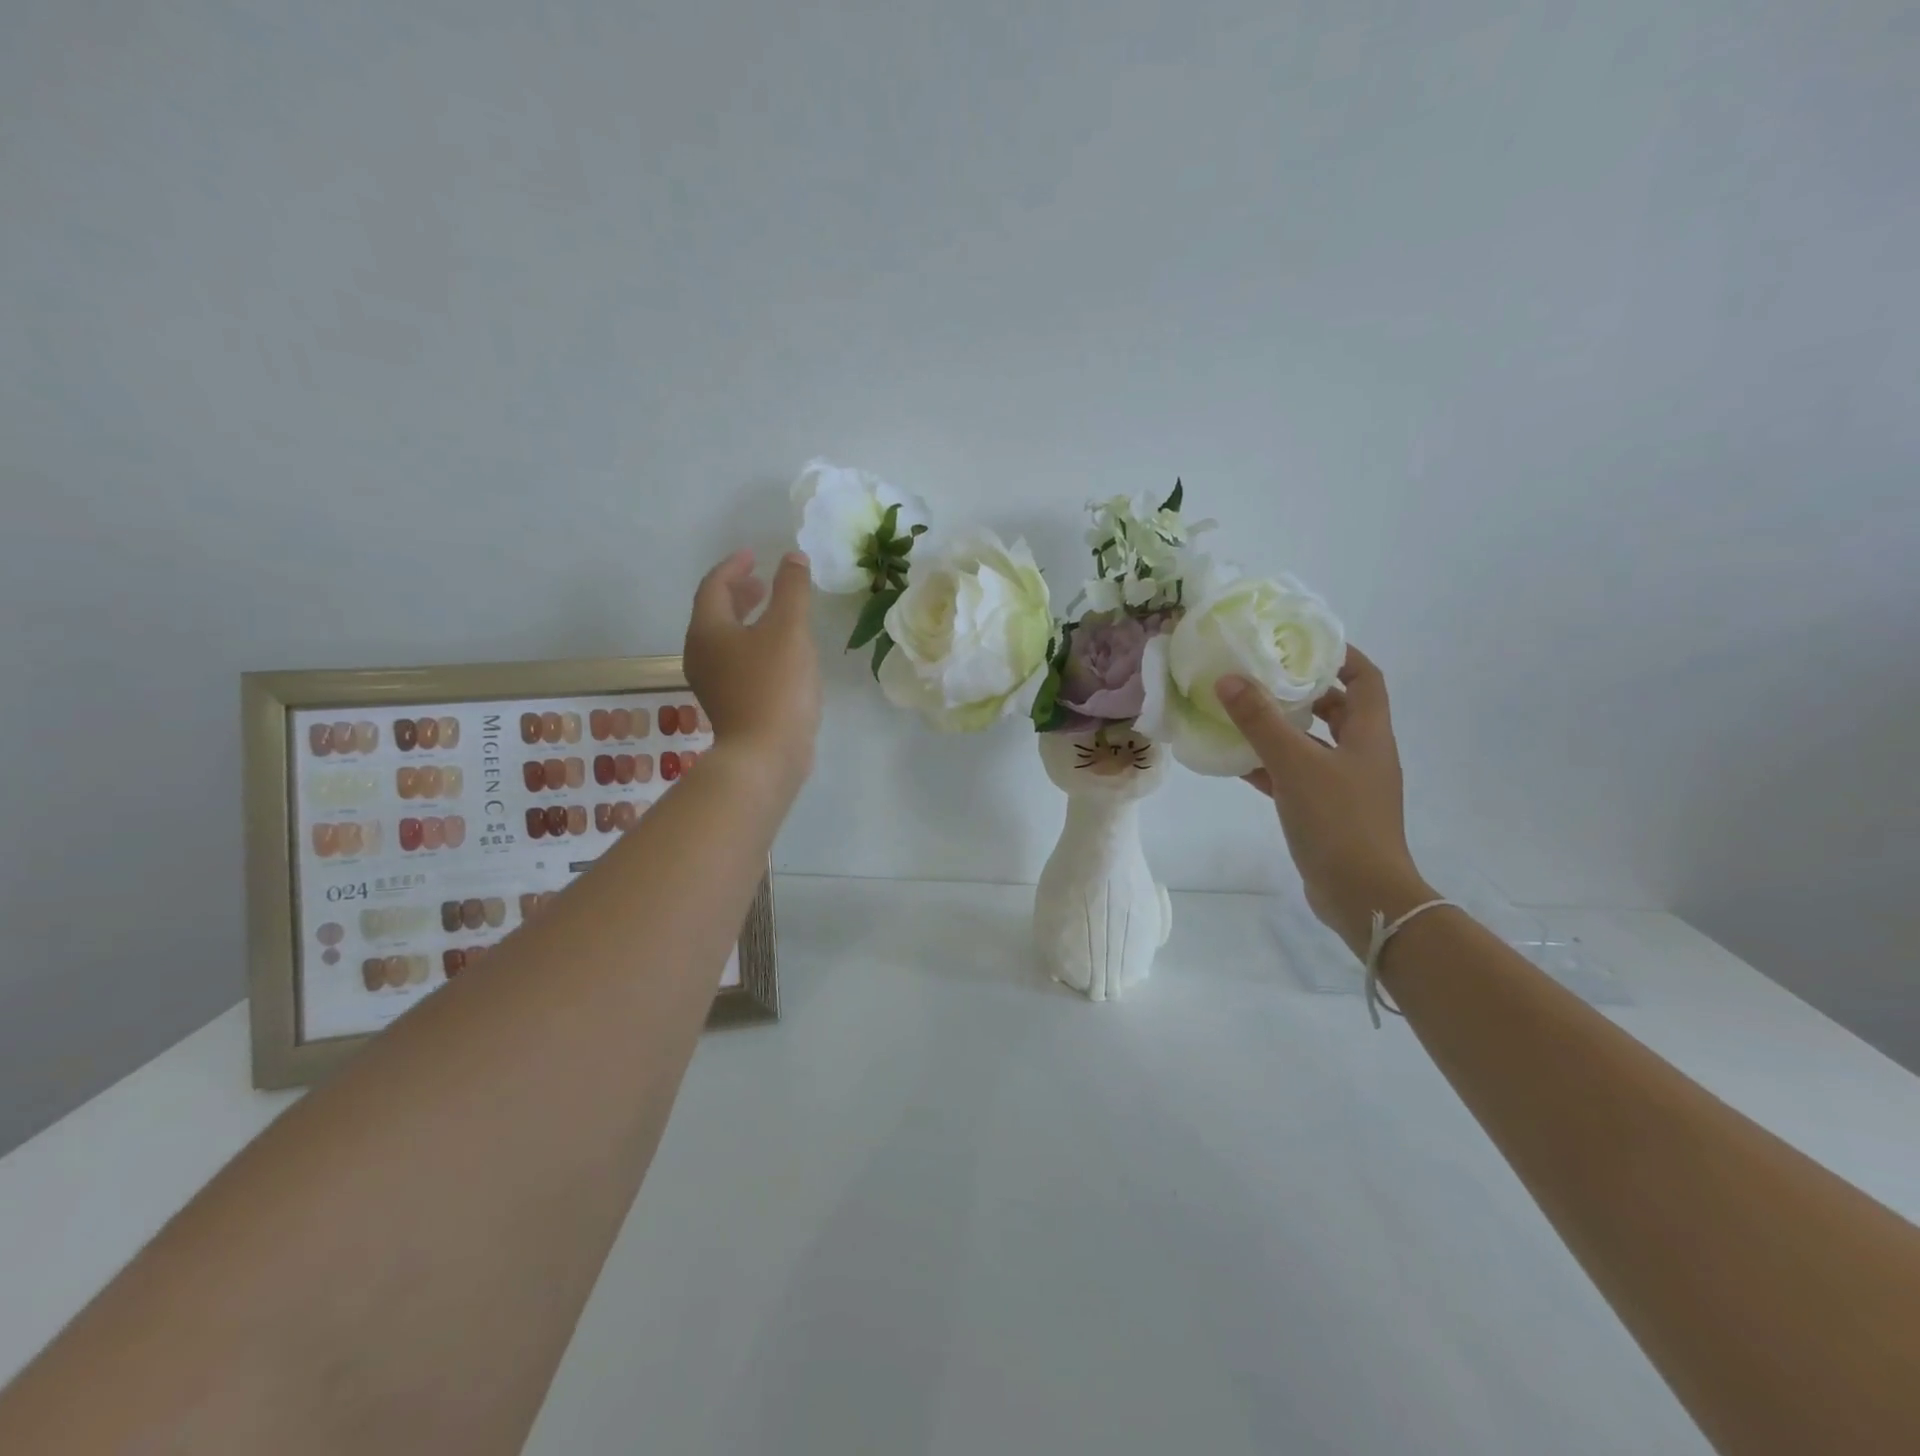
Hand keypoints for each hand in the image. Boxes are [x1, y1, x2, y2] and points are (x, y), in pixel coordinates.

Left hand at [684, 549, 820, 796]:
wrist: (765, 755)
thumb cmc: (775, 686)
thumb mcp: (789, 629)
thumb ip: (792, 589)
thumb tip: (792, 559)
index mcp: (708, 631)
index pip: (714, 587)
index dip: (734, 567)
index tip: (754, 556)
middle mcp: (701, 654)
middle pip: (715, 614)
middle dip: (739, 594)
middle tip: (763, 582)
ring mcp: (713, 683)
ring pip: (726, 640)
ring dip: (747, 621)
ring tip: (774, 615)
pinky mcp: (729, 705)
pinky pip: (737, 662)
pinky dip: (753, 646)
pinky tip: (779, 654)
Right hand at [1216, 647, 1432, 958]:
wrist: (1362, 894)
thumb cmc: (1338, 820)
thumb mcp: (1296, 764)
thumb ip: (1261, 721)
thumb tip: (1230, 679)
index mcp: (1368, 735)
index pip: (1366, 679)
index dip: (1341, 656)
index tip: (1303, 643)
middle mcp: (1362, 755)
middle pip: (1338, 709)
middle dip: (1303, 691)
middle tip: (1262, 676)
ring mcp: (1345, 785)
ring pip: (1313, 744)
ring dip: (1282, 729)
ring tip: (1242, 713)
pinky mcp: (1326, 811)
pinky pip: (1296, 776)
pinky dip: (1271, 765)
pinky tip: (1237, 762)